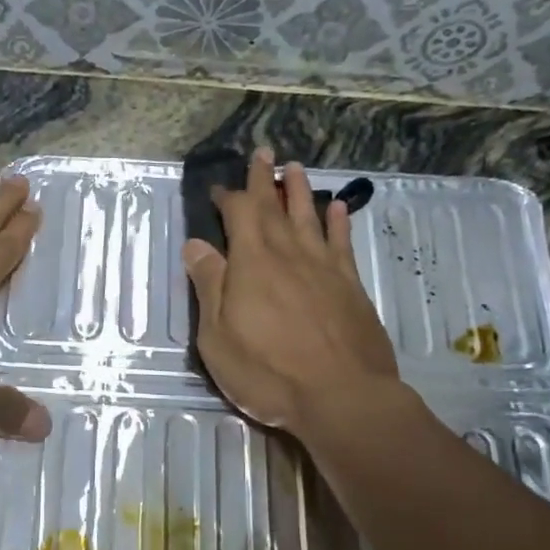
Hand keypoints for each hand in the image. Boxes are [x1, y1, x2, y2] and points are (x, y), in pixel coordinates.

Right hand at [183, 147, 397, 432]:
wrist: (341, 396)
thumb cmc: (268, 371)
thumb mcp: (218, 336)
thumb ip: (209, 286)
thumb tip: (197, 245)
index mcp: (252, 262)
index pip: (239, 214)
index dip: (229, 197)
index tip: (220, 189)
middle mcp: (289, 254)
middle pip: (275, 207)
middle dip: (266, 179)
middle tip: (264, 153)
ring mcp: (324, 268)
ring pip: (310, 217)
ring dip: (301, 191)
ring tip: (295, 169)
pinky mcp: (351, 286)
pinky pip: (342, 244)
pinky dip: (339, 223)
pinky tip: (339, 209)